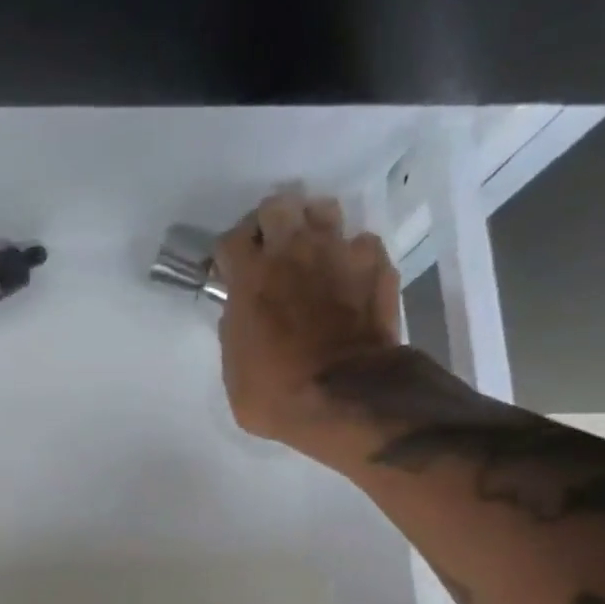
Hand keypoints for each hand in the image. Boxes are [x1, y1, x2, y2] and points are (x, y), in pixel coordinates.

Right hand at [215, 191, 402, 443]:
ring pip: (323, 210)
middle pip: (277, 206)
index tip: (230, 273)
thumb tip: (241, 315)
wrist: (348, 397)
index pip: (229, 240)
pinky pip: (362, 243)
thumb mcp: (234, 371)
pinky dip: (353, 256)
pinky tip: (350, 277)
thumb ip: (234, 330)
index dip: (228, 256)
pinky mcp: (376, 265)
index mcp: (250, 277)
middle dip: (270, 224)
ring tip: (312, 252)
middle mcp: (292, 252)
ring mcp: (338, 253)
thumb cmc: (278, 393)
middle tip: (271, 250)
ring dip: (313, 227)